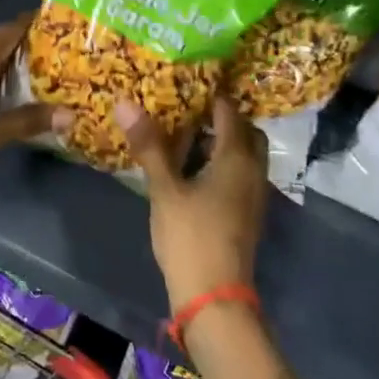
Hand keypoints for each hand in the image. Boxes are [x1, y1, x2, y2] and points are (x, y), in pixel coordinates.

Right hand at [115, 97, 266, 311]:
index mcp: (236, 158)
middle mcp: (253, 171)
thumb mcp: (164, 189)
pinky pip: (239, 175)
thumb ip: (149, 146)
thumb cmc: (190, 236)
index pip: (230, 111)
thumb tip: (125, 102)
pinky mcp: (246, 214)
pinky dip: (221, 164)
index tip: (184, 82)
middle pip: (245, 132)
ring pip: (244, 156)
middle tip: (187, 111)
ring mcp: (253, 195)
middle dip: (221, 119)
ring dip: (221, 143)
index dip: (210, 94)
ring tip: (185, 137)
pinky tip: (192, 171)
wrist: (214, 296)